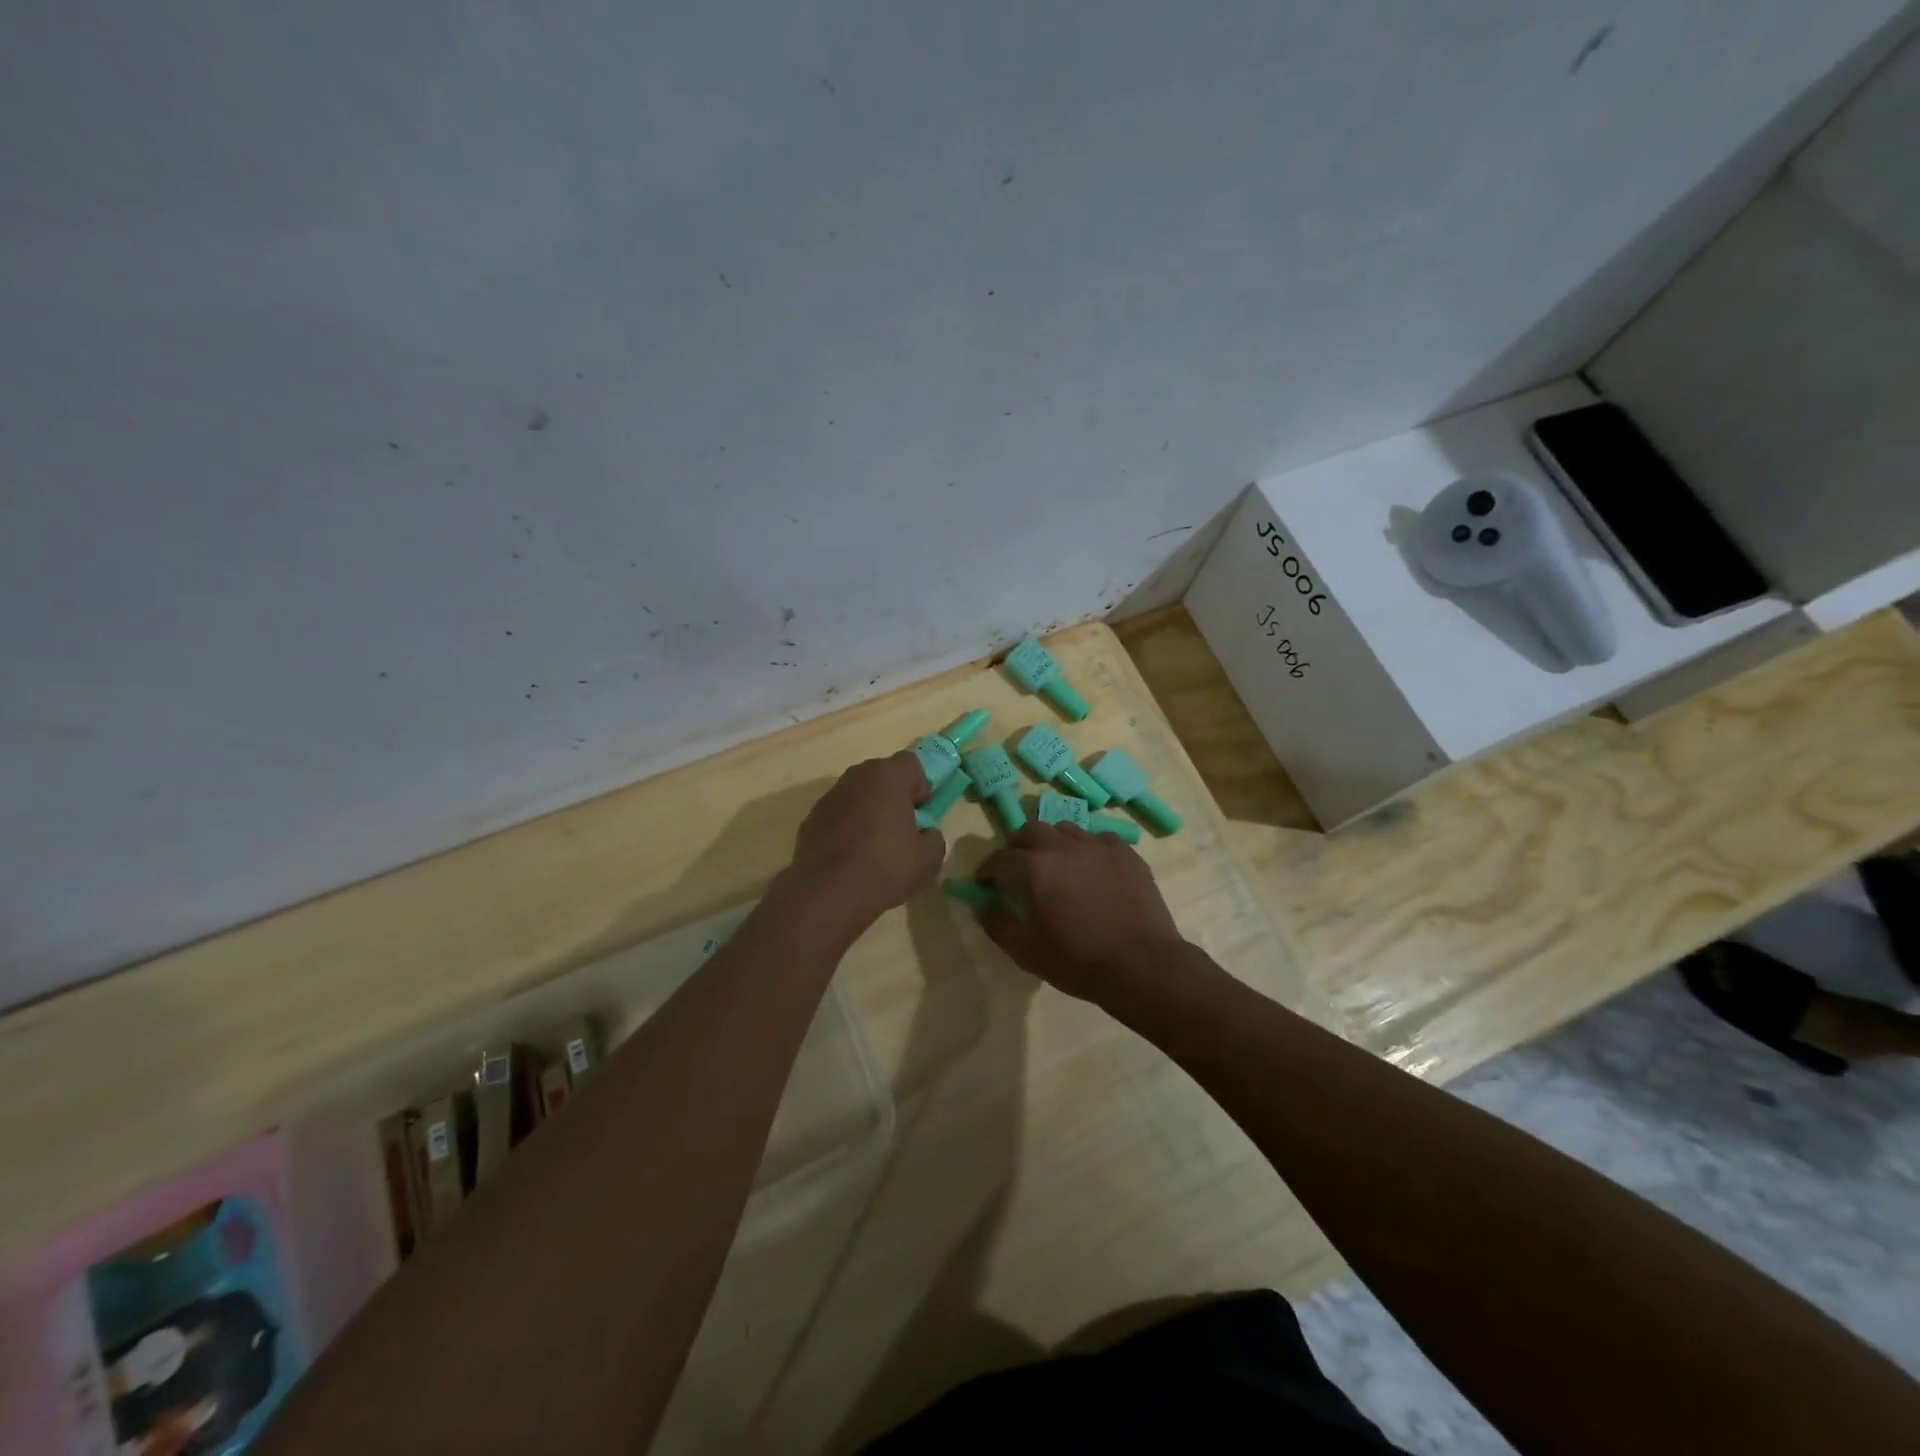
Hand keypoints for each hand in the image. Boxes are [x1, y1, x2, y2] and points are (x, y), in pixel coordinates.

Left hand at [788, 753, 945, 927]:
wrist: (828, 894)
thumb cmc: (886, 867)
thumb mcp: (929, 859)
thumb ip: (933, 837)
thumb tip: (924, 834)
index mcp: (887, 776)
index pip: (912, 764)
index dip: (921, 787)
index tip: (921, 814)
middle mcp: (856, 776)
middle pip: (883, 776)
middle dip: (894, 796)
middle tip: (901, 829)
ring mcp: (829, 796)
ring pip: (858, 795)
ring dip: (869, 810)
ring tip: (874, 846)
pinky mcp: (810, 819)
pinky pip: (838, 815)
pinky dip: (847, 827)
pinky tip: (851, 856)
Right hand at [974, 823, 1185, 1003]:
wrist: (1141, 965)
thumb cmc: (1078, 961)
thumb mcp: (1026, 952)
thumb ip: (997, 924)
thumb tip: (983, 904)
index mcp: (1034, 868)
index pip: (999, 859)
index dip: (987, 872)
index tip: (986, 884)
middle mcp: (1063, 846)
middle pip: (1030, 831)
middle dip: (1017, 847)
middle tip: (1017, 870)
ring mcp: (1097, 845)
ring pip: (1064, 830)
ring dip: (1052, 844)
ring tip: (1055, 866)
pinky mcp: (1125, 852)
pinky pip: (1097, 839)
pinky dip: (1086, 850)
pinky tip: (1090, 871)